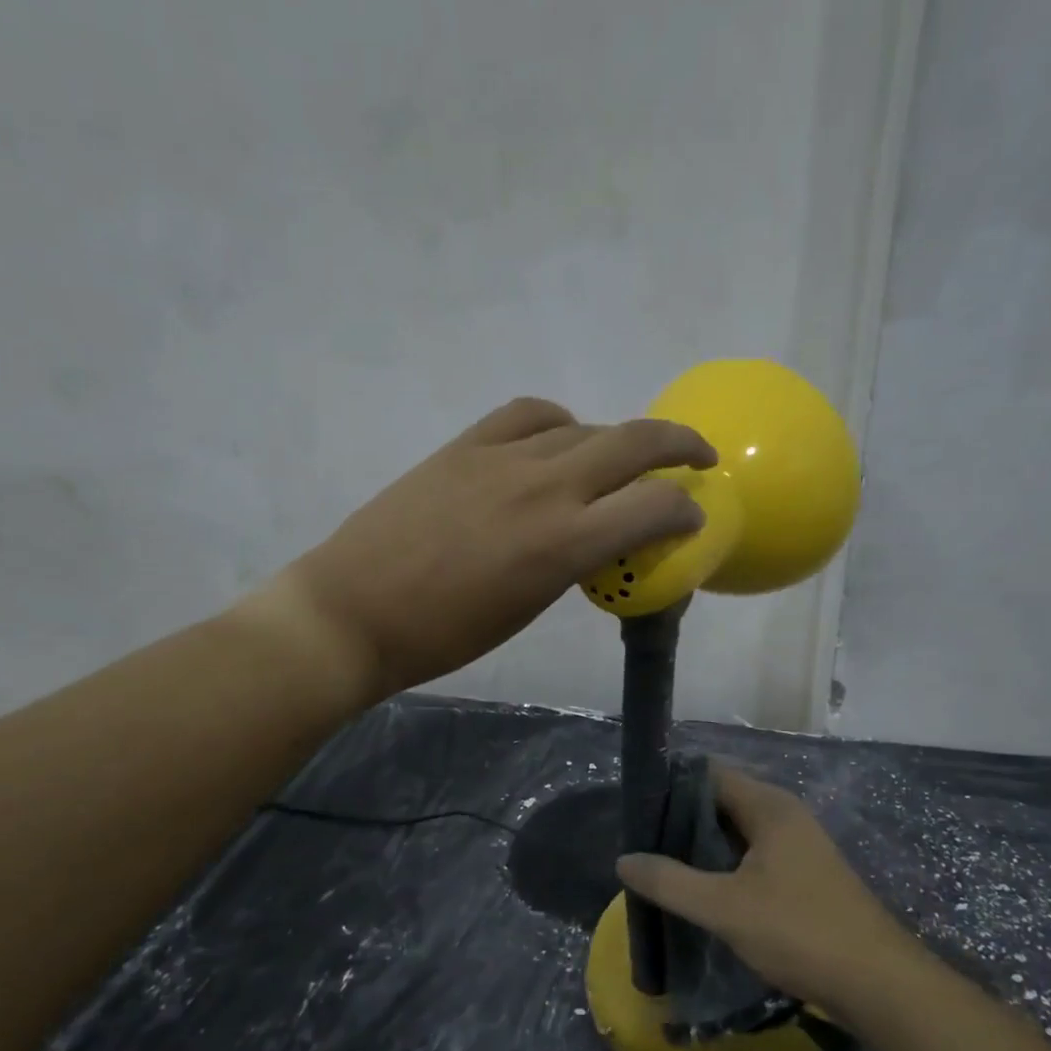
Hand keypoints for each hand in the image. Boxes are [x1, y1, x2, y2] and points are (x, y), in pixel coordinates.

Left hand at [265, 397, 716, 702]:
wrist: (354, 612)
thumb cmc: (445, 635)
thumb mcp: (529, 607)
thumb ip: (574, 562)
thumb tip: (598, 537)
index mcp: (563, 543)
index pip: (654, 506)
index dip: (686, 509)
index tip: (692, 518)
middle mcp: (544, 487)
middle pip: (633, 441)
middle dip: (680, 444)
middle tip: (697, 457)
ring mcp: (501, 458)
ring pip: (583, 427)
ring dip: (616, 440)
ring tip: (620, 459)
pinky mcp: (464, 446)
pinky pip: (527, 415)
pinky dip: (558, 422)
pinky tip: (558, 439)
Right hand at [616, 765, 909, 1006]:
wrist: (879, 984)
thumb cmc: (799, 931)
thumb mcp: (724, 907)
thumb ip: (670, 881)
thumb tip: (624, 859)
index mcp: (769, 806)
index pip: (709, 774)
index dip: (671, 785)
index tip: (637, 809)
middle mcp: (785, 815)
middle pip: (722, 801)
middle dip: (682, 819)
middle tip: (642, 842)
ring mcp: (799, 846)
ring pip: (738, 832)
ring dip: (703, 846)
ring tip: (662, 866)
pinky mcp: (805, 876)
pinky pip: (754, 856)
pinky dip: (725, 865)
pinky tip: (703, 890)